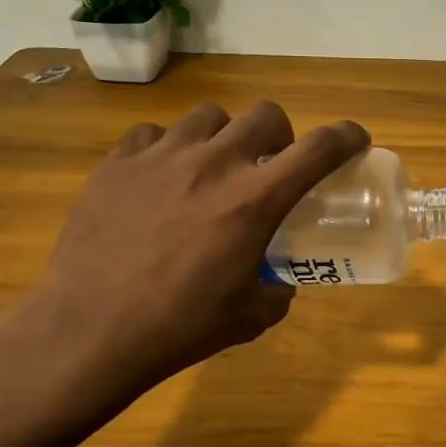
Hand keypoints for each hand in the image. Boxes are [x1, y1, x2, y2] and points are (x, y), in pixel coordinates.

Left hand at [3, 102, 367, 422]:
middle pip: (264, 114)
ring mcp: (160, 157)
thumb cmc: (179, 328)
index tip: (354, 141)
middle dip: (280, 134)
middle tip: (269, 164)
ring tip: (210, 168)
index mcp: (254, 201)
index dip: (346, 137)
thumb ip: (276, 292)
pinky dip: (166, 149)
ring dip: (223, 136)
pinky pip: (152, 134)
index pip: (318, 149)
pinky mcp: (117, 163)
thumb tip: (279, 282)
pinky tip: (158, 179)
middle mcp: (213, 164)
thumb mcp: (249, 318)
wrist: (90, 331)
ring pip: (208, 116)